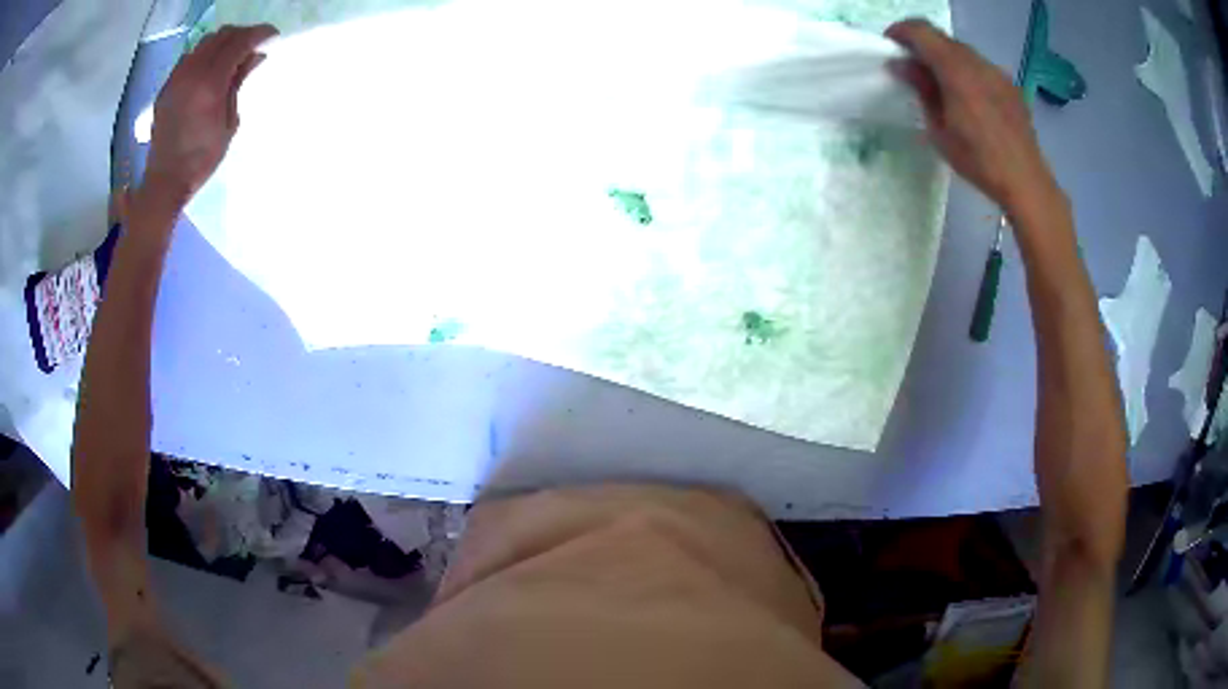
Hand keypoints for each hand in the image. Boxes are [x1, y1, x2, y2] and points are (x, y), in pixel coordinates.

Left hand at [141, 24, 277, 210]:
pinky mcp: (167, 85)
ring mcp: (176, 78)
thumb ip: (238, 83)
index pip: (239, 42)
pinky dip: (205, 54)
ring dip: (223, 41)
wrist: (165, 181)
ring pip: (205, 42)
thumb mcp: (229, 122)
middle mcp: (192, 73)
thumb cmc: (201, 158)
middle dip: (242, 34)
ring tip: (232, 55)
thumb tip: (254, 56)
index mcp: (210, 84)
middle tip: (254, 44)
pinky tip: (210, 68)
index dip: (259, 34)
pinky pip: (190, 56)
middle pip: (222, 35)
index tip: (272, 36)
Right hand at [885, 19, 1061, 214]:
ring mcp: (997, 72)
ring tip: (941, 84)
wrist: (1026, 181)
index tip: (891, 45)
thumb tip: (900, 64)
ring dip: (946, 59)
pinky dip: (967, 71)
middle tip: (913, 67)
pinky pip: (981, 67)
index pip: (922, 31)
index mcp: (956, 70)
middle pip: (943, 39)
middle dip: (923, 45)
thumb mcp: (939, 129)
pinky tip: (968, 97)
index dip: (902, 32)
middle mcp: (977, 62)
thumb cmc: (978, 160)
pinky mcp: (1010, 85)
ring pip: (963, 52)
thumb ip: (920, 89)